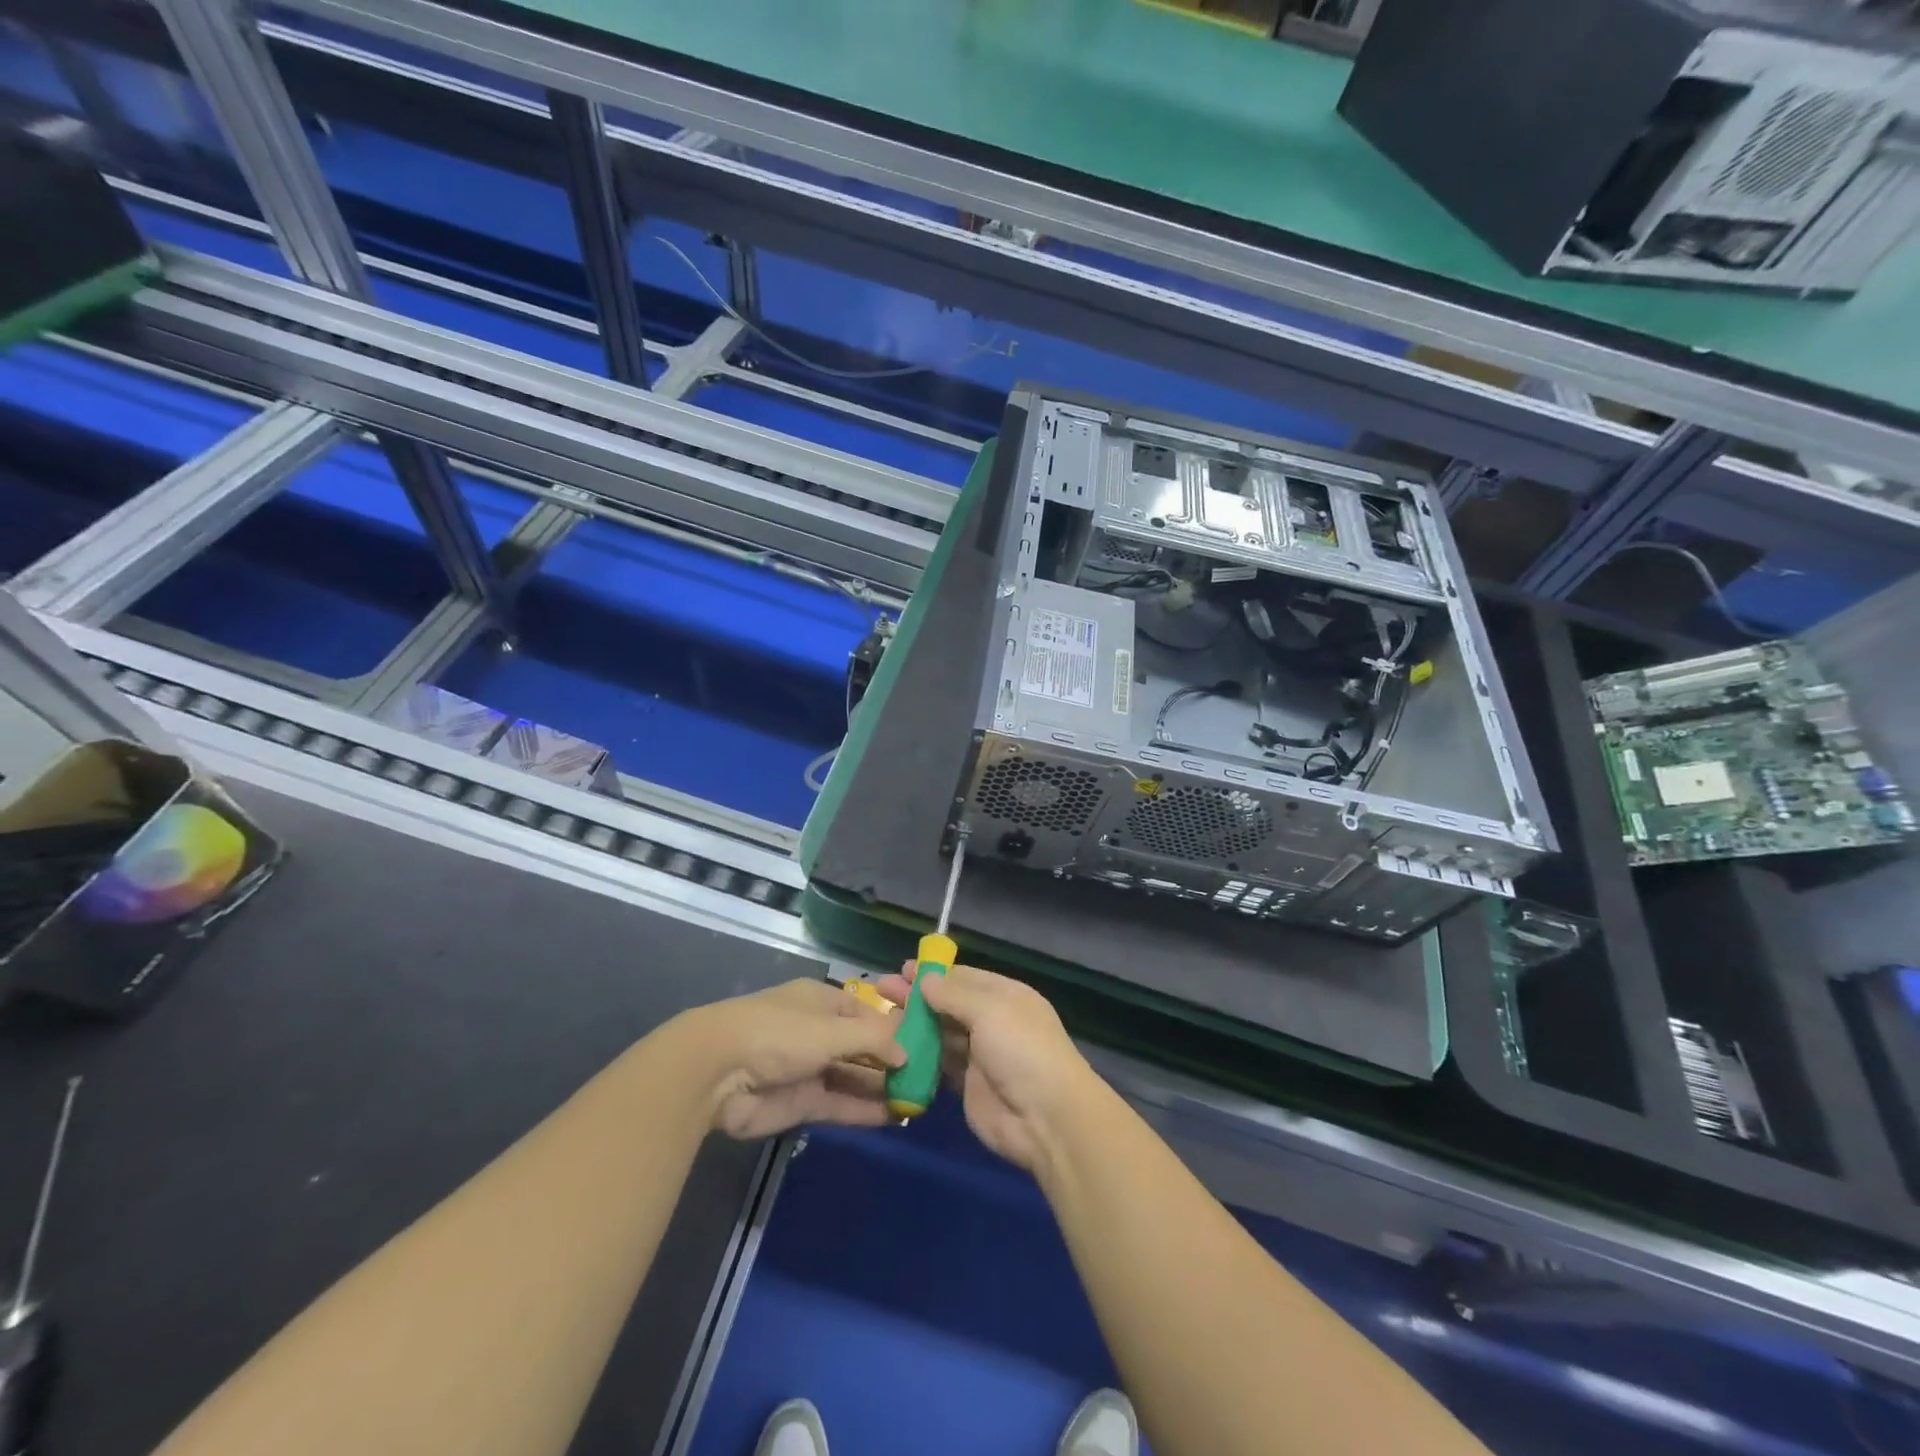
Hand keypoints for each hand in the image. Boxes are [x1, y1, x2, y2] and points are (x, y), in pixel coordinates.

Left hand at [685, 980, 905, 1140]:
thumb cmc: (779, 1032)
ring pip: (853, 1077)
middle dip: (892, 1060)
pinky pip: (840, 1104)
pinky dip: (865, 1110)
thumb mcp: (832, 1029)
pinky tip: (895, 1117)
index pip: (867, 1012)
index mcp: (822, 1002)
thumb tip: (908, 1052)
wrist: (717, 1073)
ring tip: (919, 1099)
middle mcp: (818, 1032)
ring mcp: (808, 1069)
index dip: (895, 1027)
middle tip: (930, 1077)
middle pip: (862, 1047)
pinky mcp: (800, 1103)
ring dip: (882, 1087)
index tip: (927, 1043)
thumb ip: (873, 1040)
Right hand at [877, 963, 1096, 1172]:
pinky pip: (939, 1065)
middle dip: (917, 997)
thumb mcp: (990, 1011)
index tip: (902, 969)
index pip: (964, 977)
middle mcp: (992, 1021)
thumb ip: (954, 995)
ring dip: (914, 1025)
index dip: (934, 973)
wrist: (1046, 1118)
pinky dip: (919, 1057)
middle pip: (948, 1004)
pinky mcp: (967, 1086)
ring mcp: (980, 1055)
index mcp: (1005, 996)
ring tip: (880, 1018)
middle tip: (881, 989)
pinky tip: (893, 1049)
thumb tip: (925, 979)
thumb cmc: (1022, 1050)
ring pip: (941, 1034)